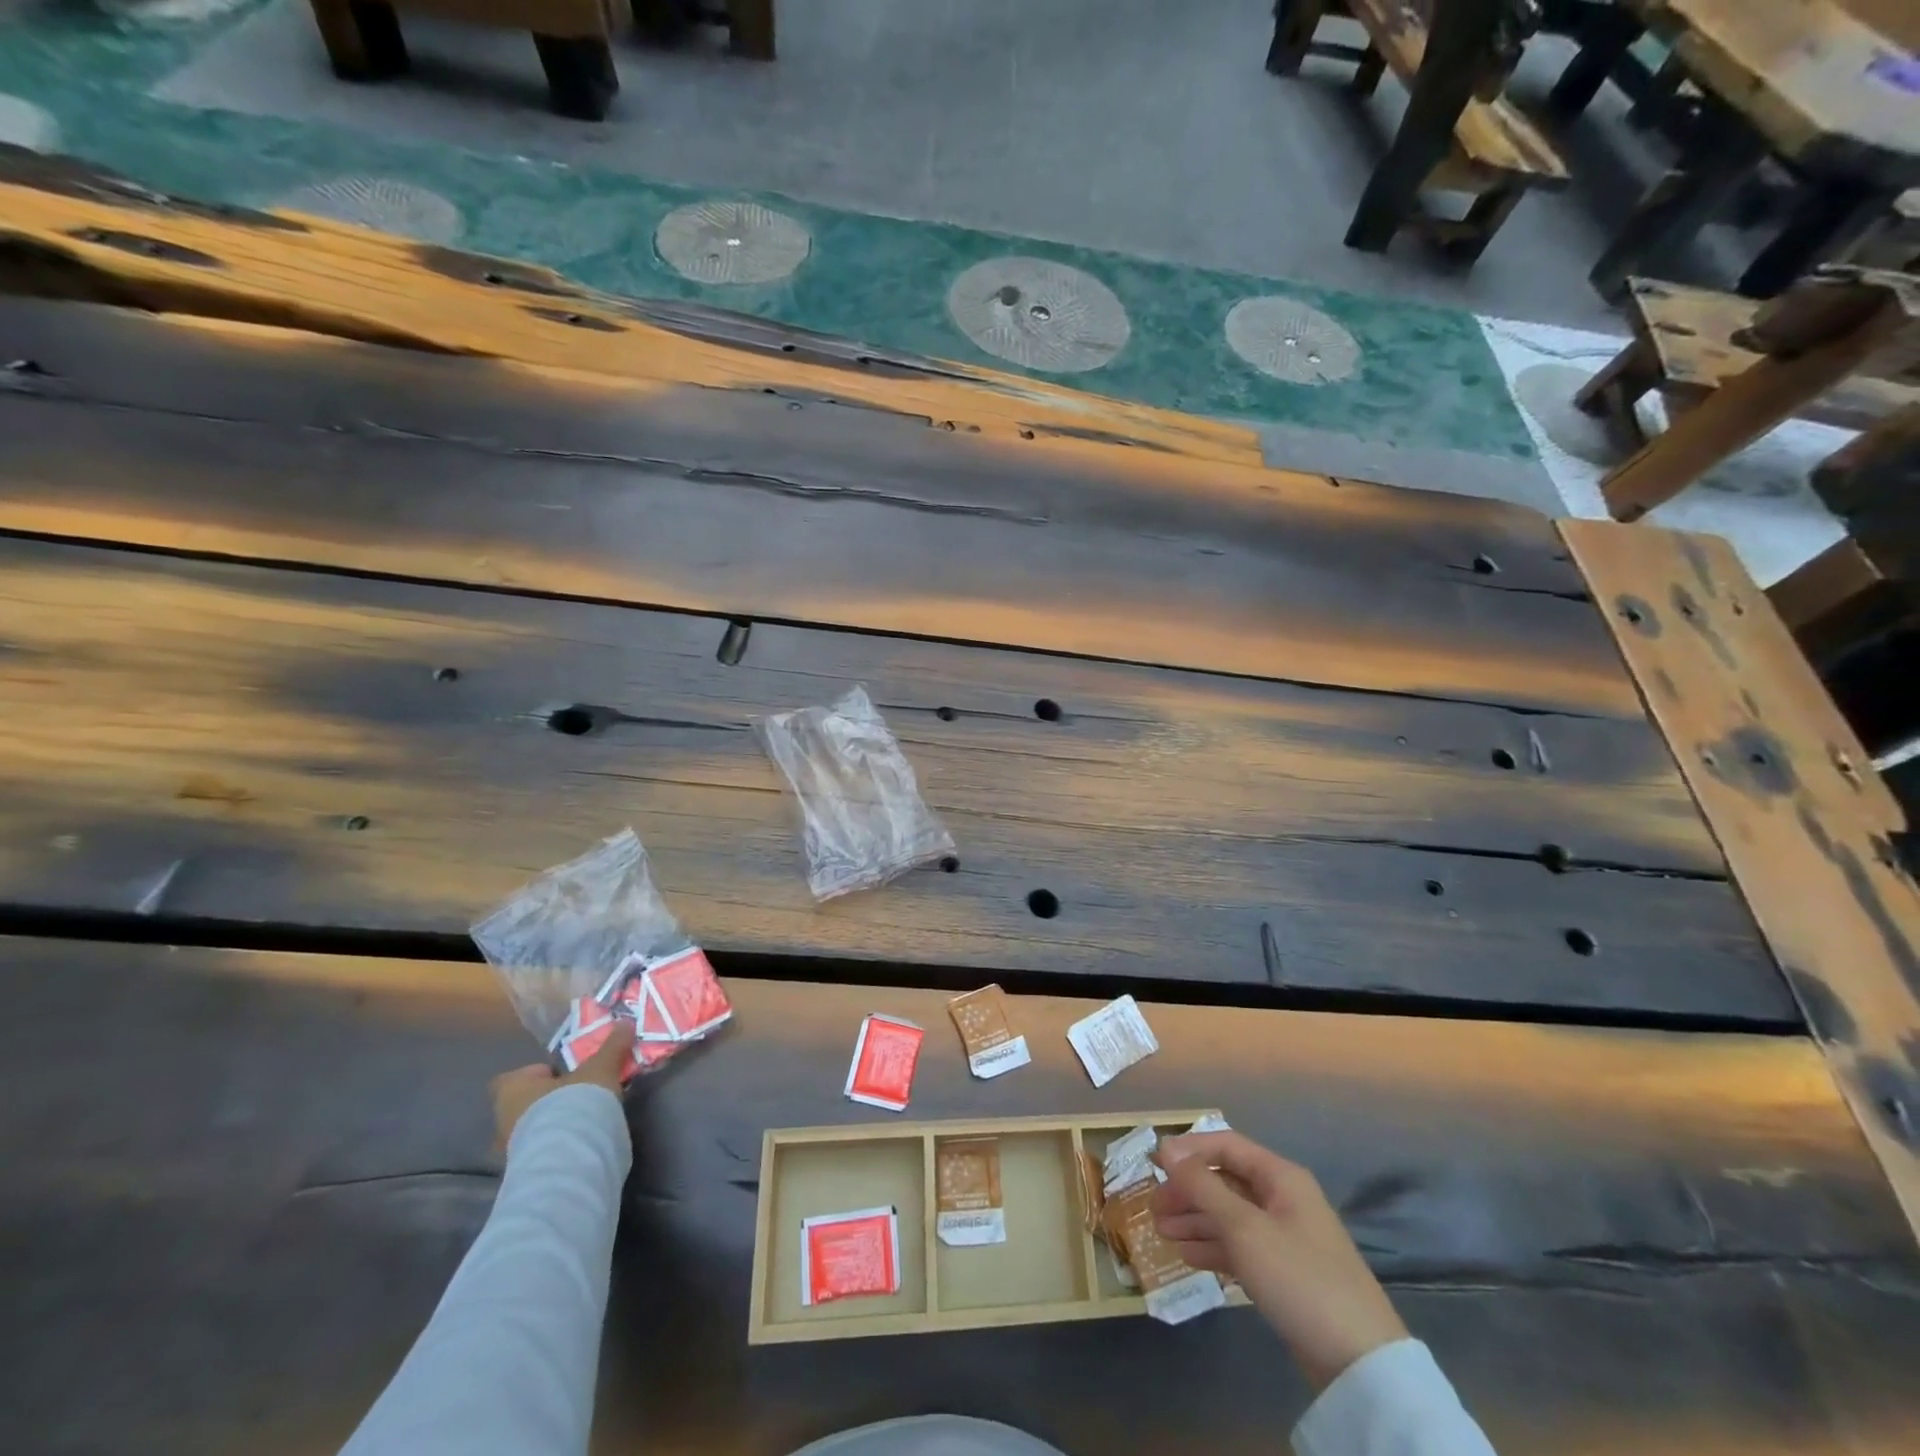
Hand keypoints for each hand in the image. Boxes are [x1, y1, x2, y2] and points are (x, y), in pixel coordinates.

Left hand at [490, 1021, 635, 1150]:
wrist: (567, 1159)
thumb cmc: (573, 1104)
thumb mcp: (600, 1069)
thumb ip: (612, 1047)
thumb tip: (626, 1022)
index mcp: (512, 1090)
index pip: (512, 1078)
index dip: (535, 1075)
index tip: (562, 1076)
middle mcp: (502, 1120)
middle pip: (521, 1106)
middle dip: (545, 1103)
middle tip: (576, 1099)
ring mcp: (509, 1152)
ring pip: (528, 1133)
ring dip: (550, 1129)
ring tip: (581, 1124)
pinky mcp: (524, 1174)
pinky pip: (538, 1155)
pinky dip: (554, 1150)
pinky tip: (578, 1146)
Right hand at [1153, 1130, 1406, 1389]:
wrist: (1358, 1362)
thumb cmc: (1298, 1277)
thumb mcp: (1243, 1227)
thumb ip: (1202, 1186)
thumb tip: (1167, 1150)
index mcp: (1280, 1177)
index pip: (1226, 1146)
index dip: (1189, 1150)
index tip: (1154, 1163)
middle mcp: (1282, 1199)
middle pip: (1225, 1181)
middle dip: (1188, 1191)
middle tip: (1154, 1207)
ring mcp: (1284, 1237)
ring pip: (1229, 1216)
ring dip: (1195, 1220)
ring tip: (1161, 1232)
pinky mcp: (1284, 1273)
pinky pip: (1240, 1247)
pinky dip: (1213, 1247)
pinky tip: (1186, 1255)